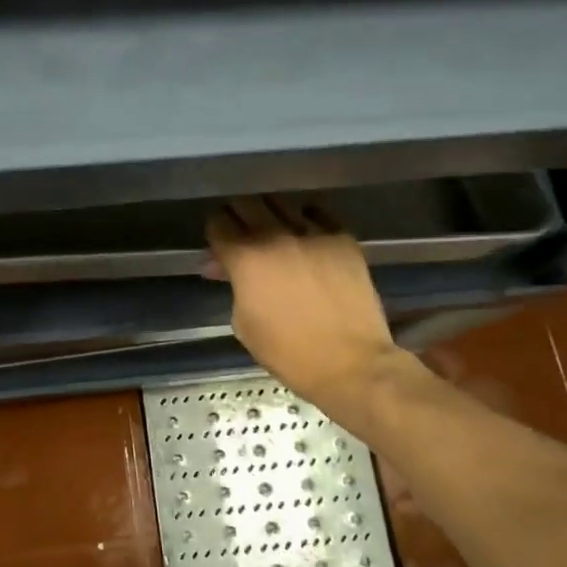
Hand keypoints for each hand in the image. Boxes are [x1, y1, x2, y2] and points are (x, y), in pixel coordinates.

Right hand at [205, 198, 418, 420]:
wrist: (351, 363)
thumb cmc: (289, 353)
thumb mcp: (243, 323)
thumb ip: (233, 286)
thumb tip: (224, 267)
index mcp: (245, 258)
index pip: (218, 224)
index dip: (214, 234)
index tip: (218, 246)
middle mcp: (275, 235)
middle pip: (246, 204)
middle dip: (237, 216)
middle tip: (240, 233)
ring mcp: (312, 233)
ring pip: (280, 203)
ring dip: (270, 214)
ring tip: (273, 231)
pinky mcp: (342, 238)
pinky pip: (317, 213)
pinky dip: (305, 218)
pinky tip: (305, 233)